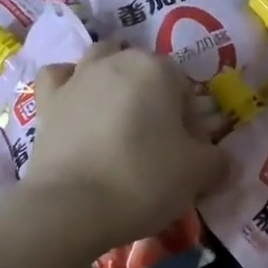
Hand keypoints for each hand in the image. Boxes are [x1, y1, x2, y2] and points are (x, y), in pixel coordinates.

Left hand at [26, 42, 227, 252]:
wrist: (72, 206)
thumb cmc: (145, 180)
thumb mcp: (199, 174)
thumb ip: (217, 161)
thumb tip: (220, 161)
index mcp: (158, 69)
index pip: (186, 90)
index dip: (192, 124)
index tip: (188, 157)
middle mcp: (116, 61)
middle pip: (145, 74)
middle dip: (154, 100)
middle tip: (157, 145)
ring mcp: (77, 78)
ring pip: (101, 64)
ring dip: (114, 84)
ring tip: (120, 123)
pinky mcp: (47, 102)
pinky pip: (60, 79)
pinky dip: (70, 86)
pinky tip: (78, 106)